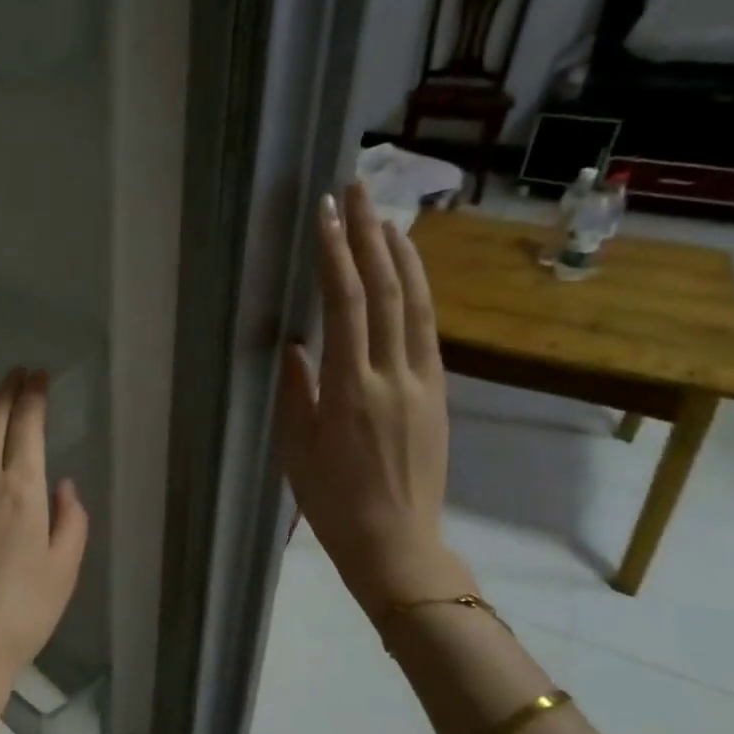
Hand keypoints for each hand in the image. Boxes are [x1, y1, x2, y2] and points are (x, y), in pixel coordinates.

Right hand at [277, 182, 470, 614]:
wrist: (397, 543)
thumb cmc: (332, 502)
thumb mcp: (296, 449)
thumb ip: (296, 391)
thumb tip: (294, 344)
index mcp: (350, 390)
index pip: (345, 305)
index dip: (336, 254)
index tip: (326, 213)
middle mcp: (393, 375)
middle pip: (386, 291)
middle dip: (371, 235)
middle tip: (359, 189)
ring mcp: (423, 382)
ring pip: (416, 304)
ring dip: (402, 255)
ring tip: (386, 216)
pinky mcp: (439, 394)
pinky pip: (426, 330)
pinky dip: (416, 292)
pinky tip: (406, 274)